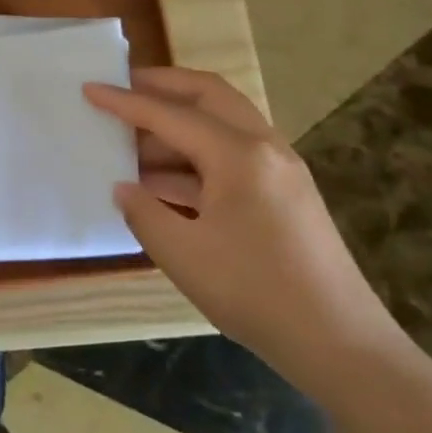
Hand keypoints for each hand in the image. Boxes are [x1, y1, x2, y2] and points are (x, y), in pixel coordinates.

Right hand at [84, 68, 401, 390]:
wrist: (342, 346)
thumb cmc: (256, 293)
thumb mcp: (183, 254)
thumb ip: (143, 212)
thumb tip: (123, 187)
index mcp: (238, 155)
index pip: (170, 115)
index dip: (124, 102)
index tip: (89, 88)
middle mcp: (264, 148)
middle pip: (208, 95)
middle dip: (163, 86)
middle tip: (122, 89)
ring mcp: (280, 170)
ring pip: (223, 123)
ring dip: (179, 124)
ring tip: (134, 143)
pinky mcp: (286, 194)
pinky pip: (233, 155)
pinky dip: (196, 156)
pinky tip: (164, 183)